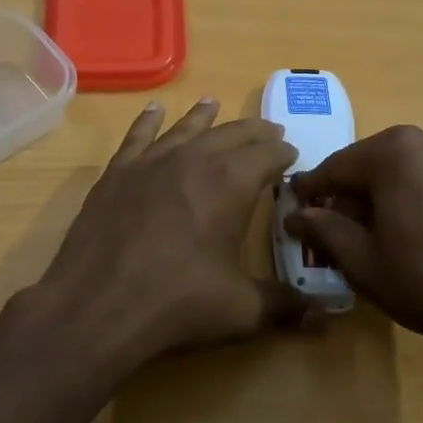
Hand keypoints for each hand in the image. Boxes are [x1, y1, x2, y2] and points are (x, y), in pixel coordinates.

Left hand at [33, 98, 313, 370]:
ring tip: (214, 104)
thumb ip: (285, 306)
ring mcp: (152, 162)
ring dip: (205, 116)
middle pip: (232, 134)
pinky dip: (148, 121)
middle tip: (269, 131)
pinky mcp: (118, 173)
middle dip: (254, 132)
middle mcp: (195, 159)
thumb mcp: (241, 309)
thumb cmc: (178, 301)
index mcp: (232, 182)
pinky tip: (154, 110)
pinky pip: (138, 136)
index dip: (283, 153)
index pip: (268, 155)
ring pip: (186, 128)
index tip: (292, 155)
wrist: (98, 304)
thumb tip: (324, 318)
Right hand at [286, 125, 422, 340]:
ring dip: (379, 196)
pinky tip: (410, 232)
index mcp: (394, 151)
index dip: (310, 191)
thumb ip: (323, 229)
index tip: (294, 209)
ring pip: (401, 171)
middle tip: (333, 229)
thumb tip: (297, 215)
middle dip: (347, 195)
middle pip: (369, 164)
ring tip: (373, 235)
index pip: (335, 167)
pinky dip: (410, 197)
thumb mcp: (361, 260)